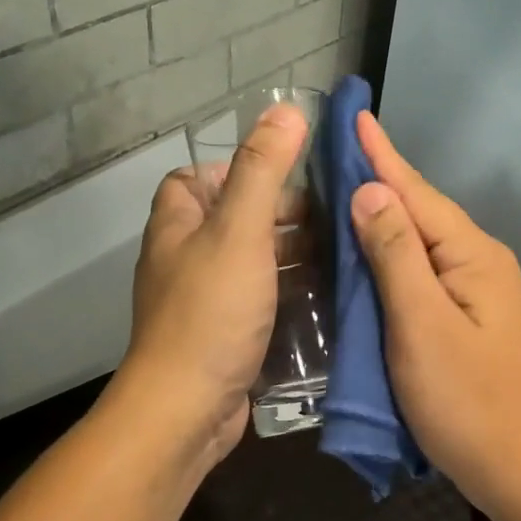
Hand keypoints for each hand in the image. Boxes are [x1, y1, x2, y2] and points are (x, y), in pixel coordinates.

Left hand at [106, 104, 308, 473]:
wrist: (186, 411)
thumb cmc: (211, 312)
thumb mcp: (240, 230)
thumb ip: (263, 170)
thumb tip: (286, 109)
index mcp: (178, 225)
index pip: (196, 178)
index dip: (237, 170)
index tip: (287, 177)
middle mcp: (184, 258)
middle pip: (233, 219)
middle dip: (280, 215)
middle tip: (333, 218)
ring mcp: (204, 300)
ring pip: (251, 262)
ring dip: (290, 256)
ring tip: (342, 253)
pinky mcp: (224, 337)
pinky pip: (259, 301)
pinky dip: (288, 293)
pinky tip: (326, 296)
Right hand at [349, 113, 520, 520]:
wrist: (517, 470)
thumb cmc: (465, 401)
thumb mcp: (422, 325)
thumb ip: (395, 255)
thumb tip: (371, 192)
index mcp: (473, 256)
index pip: (417, 194)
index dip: (382, 156)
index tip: (355, 115)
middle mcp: (480, 262)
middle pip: (423, 211)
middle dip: (382, 178)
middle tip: (338, 149)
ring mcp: (478, 290)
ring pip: (422, 240)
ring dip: (385, 214)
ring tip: (346, 186)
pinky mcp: (468, 316)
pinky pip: (424, 268)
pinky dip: (393, 252)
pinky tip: (371, 249)